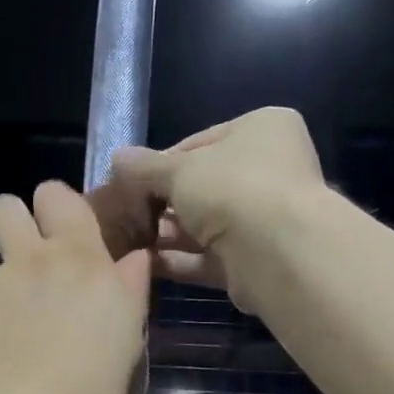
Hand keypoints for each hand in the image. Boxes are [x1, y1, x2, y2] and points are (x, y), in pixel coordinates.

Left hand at [0, 181, 150, 393]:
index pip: (56, 193)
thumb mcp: (128, 337)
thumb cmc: (89, 384)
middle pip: (4, 206)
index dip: (56, 206)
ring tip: (9, 321)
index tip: (64, 232)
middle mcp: (26, 259)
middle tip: (28, 260)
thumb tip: (135, 257)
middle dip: (13, 222)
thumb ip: (129, 288)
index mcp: (76, 257)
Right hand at [110, 107, 324, 306]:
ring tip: (127, 241)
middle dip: (162, 203)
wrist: (276, 252)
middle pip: (202, 186)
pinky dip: (179, 260)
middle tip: (126, 215)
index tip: (130, 183)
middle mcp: (270, 170)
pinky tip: (144, 264)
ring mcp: (266, 218)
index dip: (161, 163)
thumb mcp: (178, 170)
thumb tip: (116, 158)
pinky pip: (209, 256)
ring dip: (167, 234)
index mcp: (262, 129)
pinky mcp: (256, 259)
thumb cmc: (231, 189)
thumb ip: (144, 167)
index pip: (200, 143)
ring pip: (205, 224)